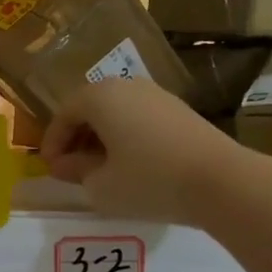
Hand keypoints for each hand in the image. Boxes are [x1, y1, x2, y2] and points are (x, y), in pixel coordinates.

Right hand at [40, 78, 248, 224]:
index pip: (64, 114)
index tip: (50, 169)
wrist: (221, 181)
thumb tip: (65, 164)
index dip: (52, 143)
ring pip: (116, 112)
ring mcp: (157, 95)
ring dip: (101, 138)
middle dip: (76, 138)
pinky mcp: (179, 110)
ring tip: (99, 170)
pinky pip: (139, 118)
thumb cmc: (149, 181)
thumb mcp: (100, 185)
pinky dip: (125, 137)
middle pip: (90, 108)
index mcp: (100, 97)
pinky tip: (129, 165)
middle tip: (70, 169)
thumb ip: (76, 171)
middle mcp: (127, 86)